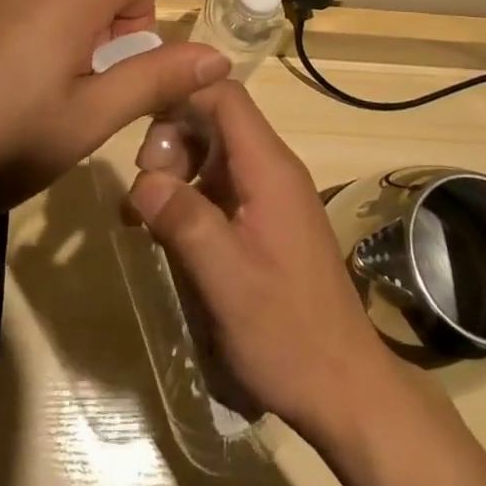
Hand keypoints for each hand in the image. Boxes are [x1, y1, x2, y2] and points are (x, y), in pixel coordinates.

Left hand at [0, 0, 230, 244]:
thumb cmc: (0, 145)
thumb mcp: (89, 118)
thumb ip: (155, 78)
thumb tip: (218, 55)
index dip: (143, 16)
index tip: (121, 66)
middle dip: (113, 8)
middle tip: (93, 72)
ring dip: (77, 9)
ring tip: (55, 74)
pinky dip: (42, 11)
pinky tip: (15, 71)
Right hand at [127, 81, 397, 440]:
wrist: (346, 389)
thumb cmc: (287, 332)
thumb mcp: (226, 280)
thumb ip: (184, 221)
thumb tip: (141, 180)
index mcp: (269, 168)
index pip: (224, 95)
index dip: (182, 96)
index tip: (139, 124)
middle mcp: (273, 168)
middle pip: (214, 120)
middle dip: (171, 141)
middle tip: (144, 190)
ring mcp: (271, 194)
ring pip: (213, 153)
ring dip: (176, 171)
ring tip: (145, 216)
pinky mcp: (267, 220)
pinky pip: (221, 185)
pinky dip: (190, 196)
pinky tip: (165, 232)